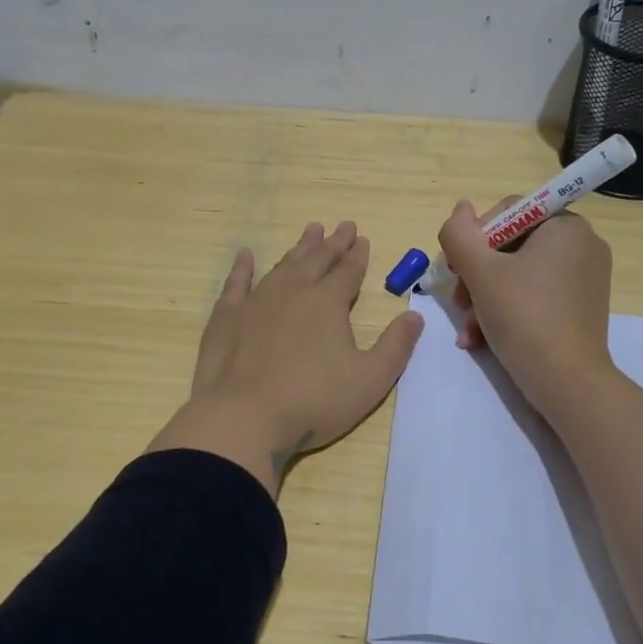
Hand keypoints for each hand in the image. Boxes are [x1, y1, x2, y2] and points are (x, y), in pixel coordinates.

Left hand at [148, 221, 424, 495]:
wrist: (244, 417)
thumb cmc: (314, 401)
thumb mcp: (370, 380)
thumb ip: (396, 346)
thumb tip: (415, 315)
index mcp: (328, 303)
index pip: (348, 271)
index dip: (357, 255)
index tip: (362, 238)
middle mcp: (293, 291)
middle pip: (317, 260)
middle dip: (332, 244)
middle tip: (342, 226)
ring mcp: (256, 301)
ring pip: (283, 266)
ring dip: (298, 249)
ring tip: (310, 232)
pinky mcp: (227, 317)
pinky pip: (237, 283)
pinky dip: (242, 267)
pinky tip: (245, 255)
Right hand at [438, 198, 614, 413]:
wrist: (567, 382)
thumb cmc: (524, 317)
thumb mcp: (480, 271)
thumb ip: (460, 234)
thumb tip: (460, 208)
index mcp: (566, 226)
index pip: (508, 213)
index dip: (475, 238)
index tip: (457, 269)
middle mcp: (582, 245)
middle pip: (511, 246)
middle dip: (477, 276)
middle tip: (460, 303)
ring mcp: (585, 278)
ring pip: (518, 275)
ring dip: (485, 298)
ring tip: (469, 329)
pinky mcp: (581, 307)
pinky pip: (535, 296)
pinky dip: (507, 311)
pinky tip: (482, 338)